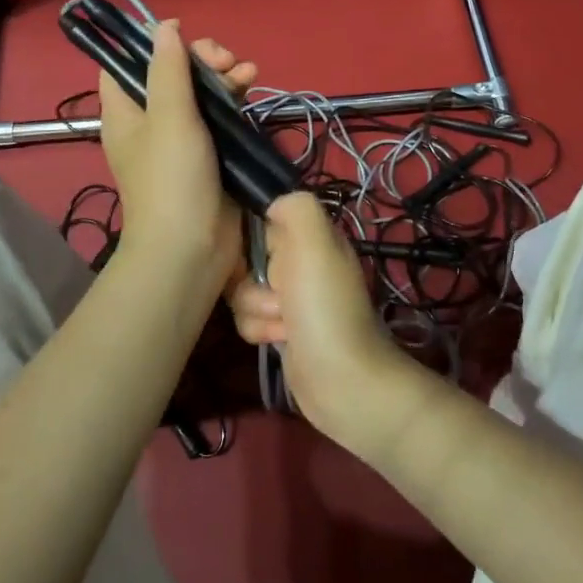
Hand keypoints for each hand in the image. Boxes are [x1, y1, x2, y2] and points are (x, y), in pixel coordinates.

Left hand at [99, 21, 256, 293]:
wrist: (191, 250)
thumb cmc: (171, 180)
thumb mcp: (169, 117)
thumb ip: (169, 69)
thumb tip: (164, 27)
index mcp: (126, 112)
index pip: (125, 65)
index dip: (150, 44)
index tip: (181, 35)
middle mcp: (150, 122)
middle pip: (171, 74)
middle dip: (199, 59)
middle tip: (224, 60)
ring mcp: (181, 139)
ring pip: (200, 93)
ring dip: (223, 76)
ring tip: (248, 71)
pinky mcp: (210, 154)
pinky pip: (219, 116)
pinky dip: (234, 99)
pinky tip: (253, 86)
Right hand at [228, 193, 420, 455]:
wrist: (341, 379)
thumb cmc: (325, 307)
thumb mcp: (316, 244)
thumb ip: (295, 208)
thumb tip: (271, 203)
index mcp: (312, 235)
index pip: (261, 217)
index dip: (249, 235)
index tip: (253, 254)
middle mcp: (301, 261)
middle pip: (245, 255)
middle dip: (250, 278)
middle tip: (278, 294)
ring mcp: (290, 296)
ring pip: (241, 289)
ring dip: (256, 308)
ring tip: (284, 323)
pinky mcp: (280, 327)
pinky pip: (247, 317)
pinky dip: (258, 329)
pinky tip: (279, 340)